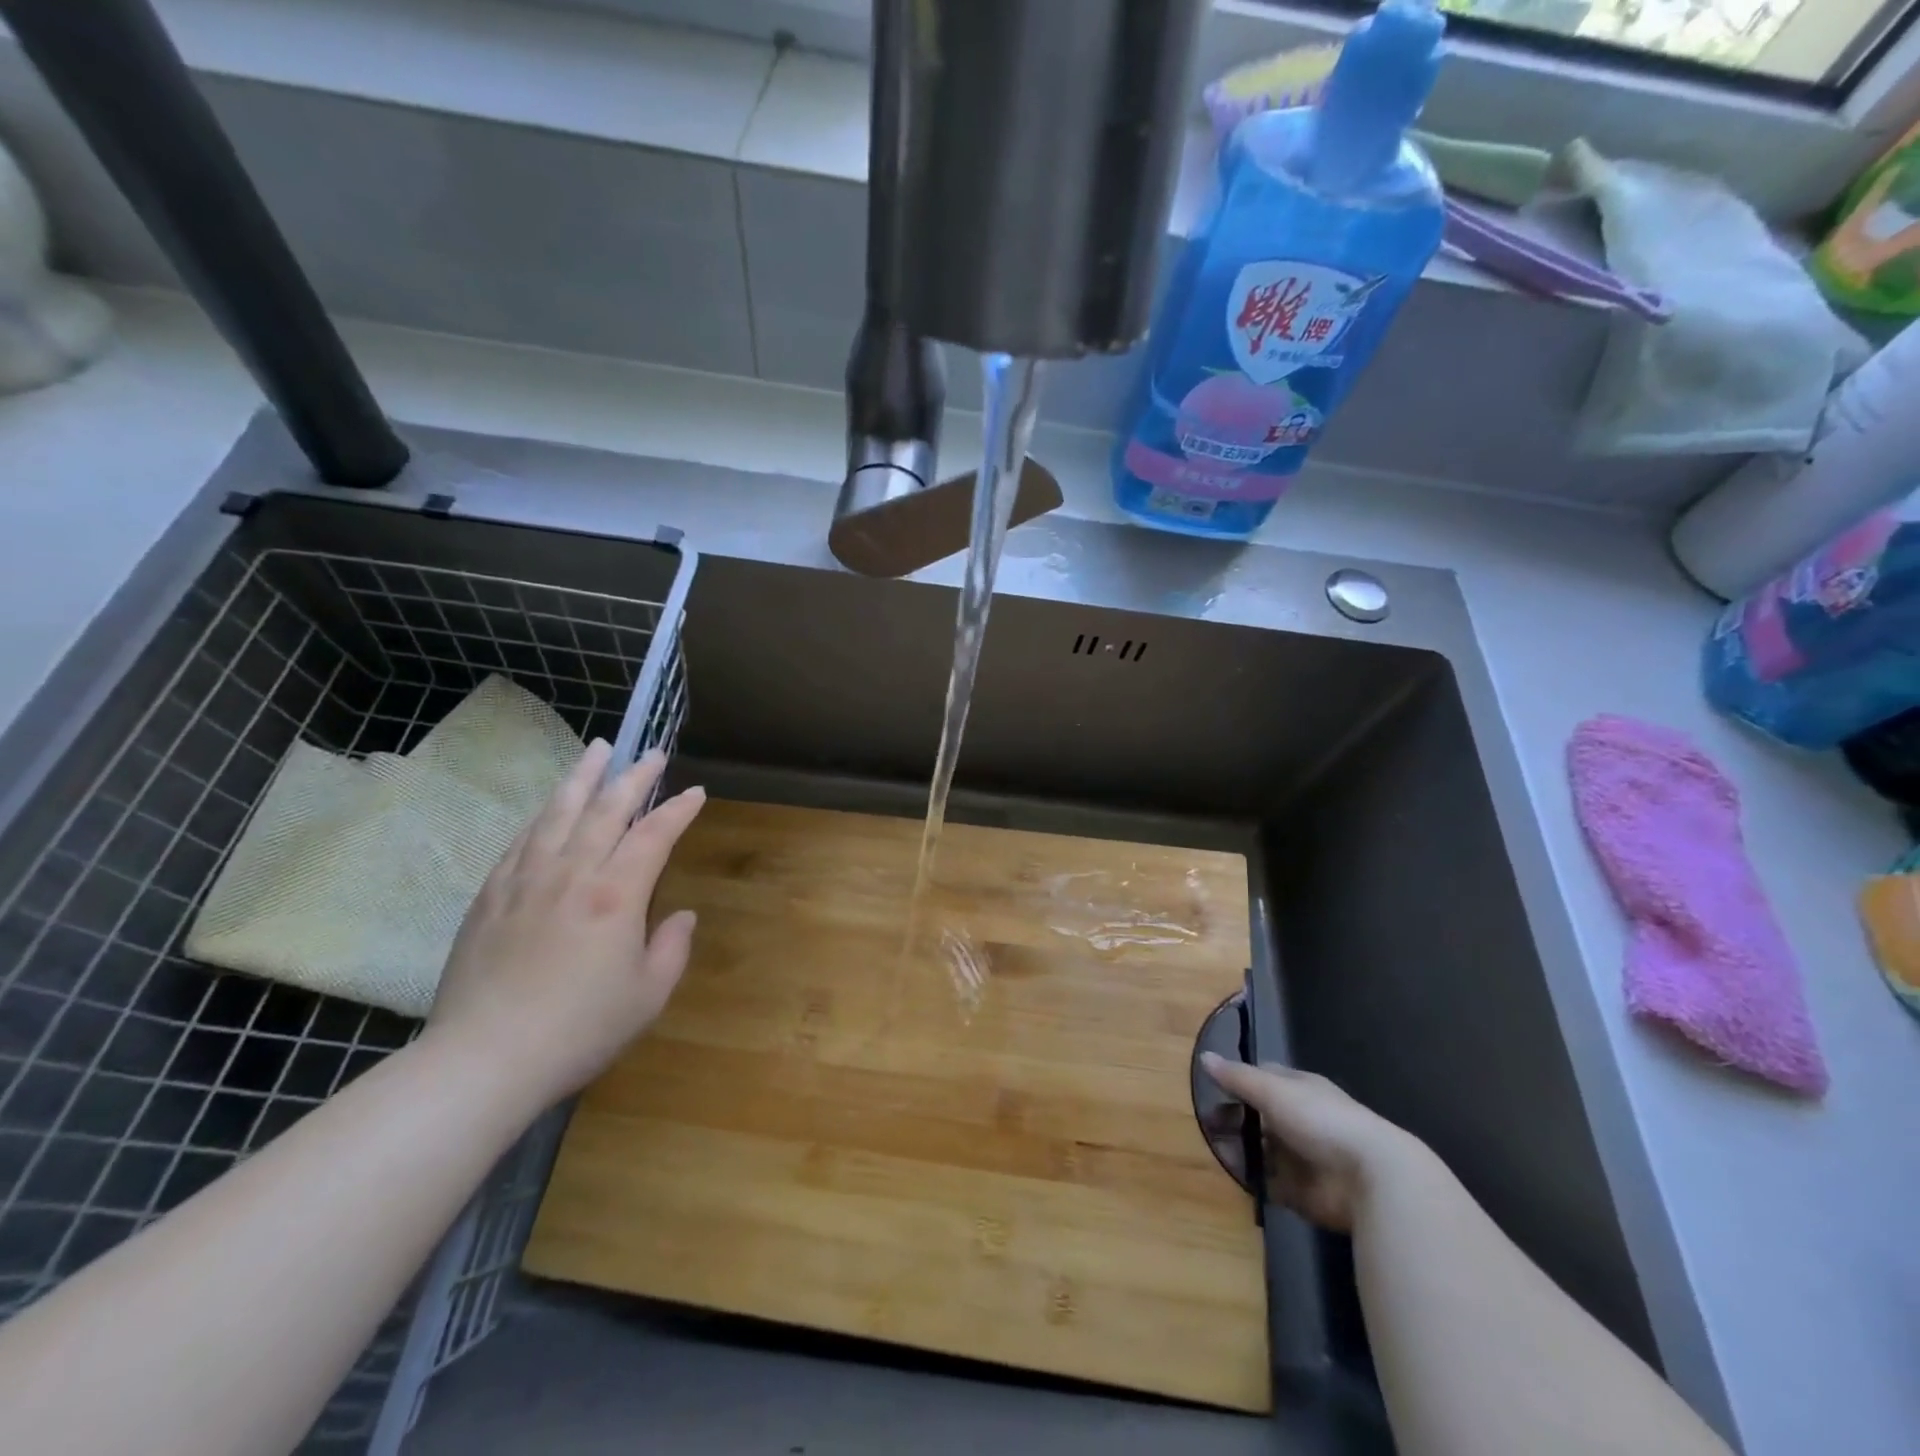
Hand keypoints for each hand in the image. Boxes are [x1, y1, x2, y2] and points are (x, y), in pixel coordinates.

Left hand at [426, 740, 706, 1108]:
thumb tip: (682, 916)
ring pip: (557, 813)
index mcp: (615, 895)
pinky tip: (549, 809)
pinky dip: (542, 817)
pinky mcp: (489, 897)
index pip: (654, 836)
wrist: (484, 1060)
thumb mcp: (648, 996)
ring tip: (596, 751)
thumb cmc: (580, 1029)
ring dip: (582, 778)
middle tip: (651, 754)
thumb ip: (673, 948)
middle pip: (605, 810)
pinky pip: (520, 842)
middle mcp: (571, 873)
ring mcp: (525, 881)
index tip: (696, 794)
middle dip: (633, 777)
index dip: (678, 811)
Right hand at [1200, 1053, 1427, 1231]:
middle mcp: (1299, 1121)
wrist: (1371, 1179)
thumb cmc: (1320, 1120)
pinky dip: (1253, 1181)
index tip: (1210, 1090)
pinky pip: (1269, 1184)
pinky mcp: (1302, 1193)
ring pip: (1261, 1151)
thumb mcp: (1273, 1090)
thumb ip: (1237, 1077)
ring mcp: (1301, 1158)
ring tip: (1213, 1152)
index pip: (1262, 1079)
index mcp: (1298, 1090)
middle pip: (1258, 1118)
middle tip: (1204, 1127)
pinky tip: (1233, 1177)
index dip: (1237, 1082)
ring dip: (1239, 1151)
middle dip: (1233, 1121)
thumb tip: (1204, 1057)